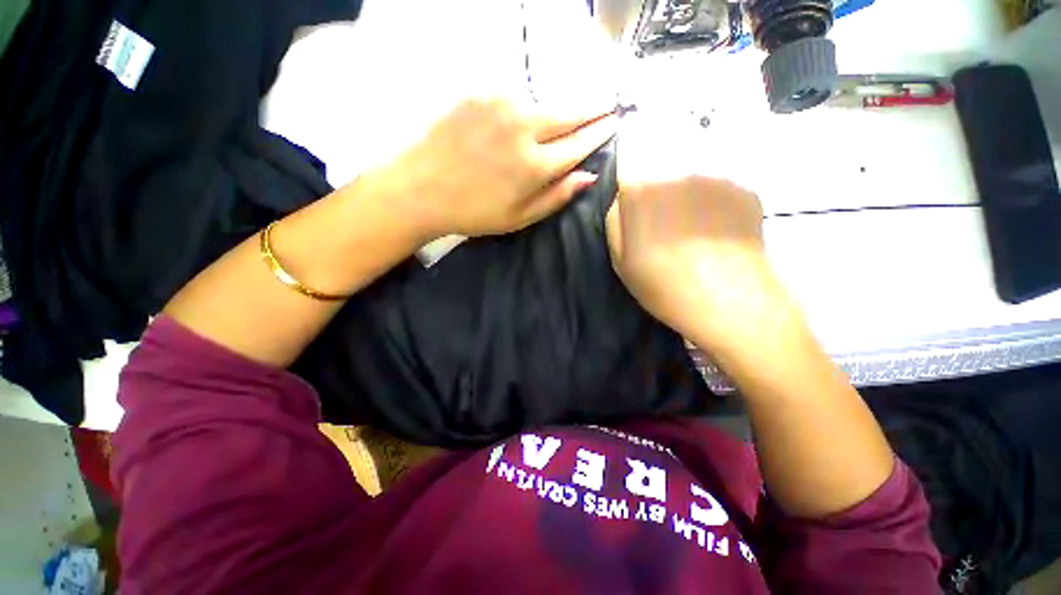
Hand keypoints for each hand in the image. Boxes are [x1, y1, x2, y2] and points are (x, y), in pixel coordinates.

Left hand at [374, 97, 617, 240]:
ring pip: (542, 102)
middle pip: (569, 113)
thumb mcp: (519, 217)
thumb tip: (588, 176)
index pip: (578, 144)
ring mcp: (501, 104)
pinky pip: (515, 95)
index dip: (598, 133)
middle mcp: (523, 127)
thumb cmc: (474, 211)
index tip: (613, 122)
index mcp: (534, 166)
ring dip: (553, 112)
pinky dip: (524, 106)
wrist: (421, 188)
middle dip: (592, 109)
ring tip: (555, 122)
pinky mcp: (480, 91)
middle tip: (607, 104)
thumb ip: (556, 197)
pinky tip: (519, 119)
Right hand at [607, 176, 786, 346]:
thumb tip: (622, 197)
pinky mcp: (744, 188)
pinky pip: (717, 187)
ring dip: (686, 194)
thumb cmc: (664, 285)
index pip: (628, 157)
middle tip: (663, 222)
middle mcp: (678, 171)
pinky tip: (716, 231)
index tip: (635, 201)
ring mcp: (716, 176)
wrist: (730, 302)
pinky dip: (712, 203)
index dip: (630, 176)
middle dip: (657, 186)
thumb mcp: (620, 260)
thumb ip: (615, 221)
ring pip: (690, 175)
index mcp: (641, 190)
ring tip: (692, 229)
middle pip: (660, 163)